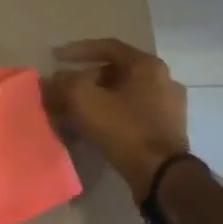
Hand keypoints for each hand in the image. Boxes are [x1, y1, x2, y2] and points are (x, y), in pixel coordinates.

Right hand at [46, 38, 190, 197]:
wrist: (161, 175)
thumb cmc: (124, 128)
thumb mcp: (85, 99)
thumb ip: (65, 83)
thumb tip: (54, 79)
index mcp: (147, 65)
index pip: (107, 47)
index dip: (77, 50)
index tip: (55, 58)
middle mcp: (163, 80)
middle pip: (114, 73)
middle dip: (82, 81)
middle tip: (61, 91)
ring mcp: (168, 107)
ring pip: (121, 96)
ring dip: (94, 101)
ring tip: (69, 113)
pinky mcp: (166, 131)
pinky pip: (130, 114)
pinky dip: (108, 116)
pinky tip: (90, 130)